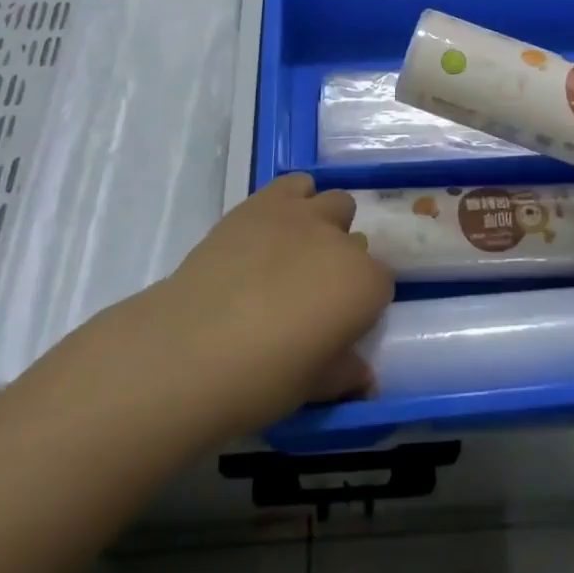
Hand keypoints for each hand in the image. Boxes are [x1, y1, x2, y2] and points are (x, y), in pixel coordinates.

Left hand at [151, 173, 394, 436]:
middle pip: (357, 241)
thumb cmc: (261, 378)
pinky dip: (293, 200)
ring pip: (334, 203)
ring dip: (324, 224)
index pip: (380, 285)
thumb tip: (364, 376)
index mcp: (364, 286)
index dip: (359, 306)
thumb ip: (344, 373)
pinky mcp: (264, 201)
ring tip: (294, 253)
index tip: (337, 325)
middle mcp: (343, 242)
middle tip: (312, 293)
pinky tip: (272, 229)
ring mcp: (303, 215)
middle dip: (342, 262)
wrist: (192, 347)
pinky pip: (295, 185)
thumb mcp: (313, 387)